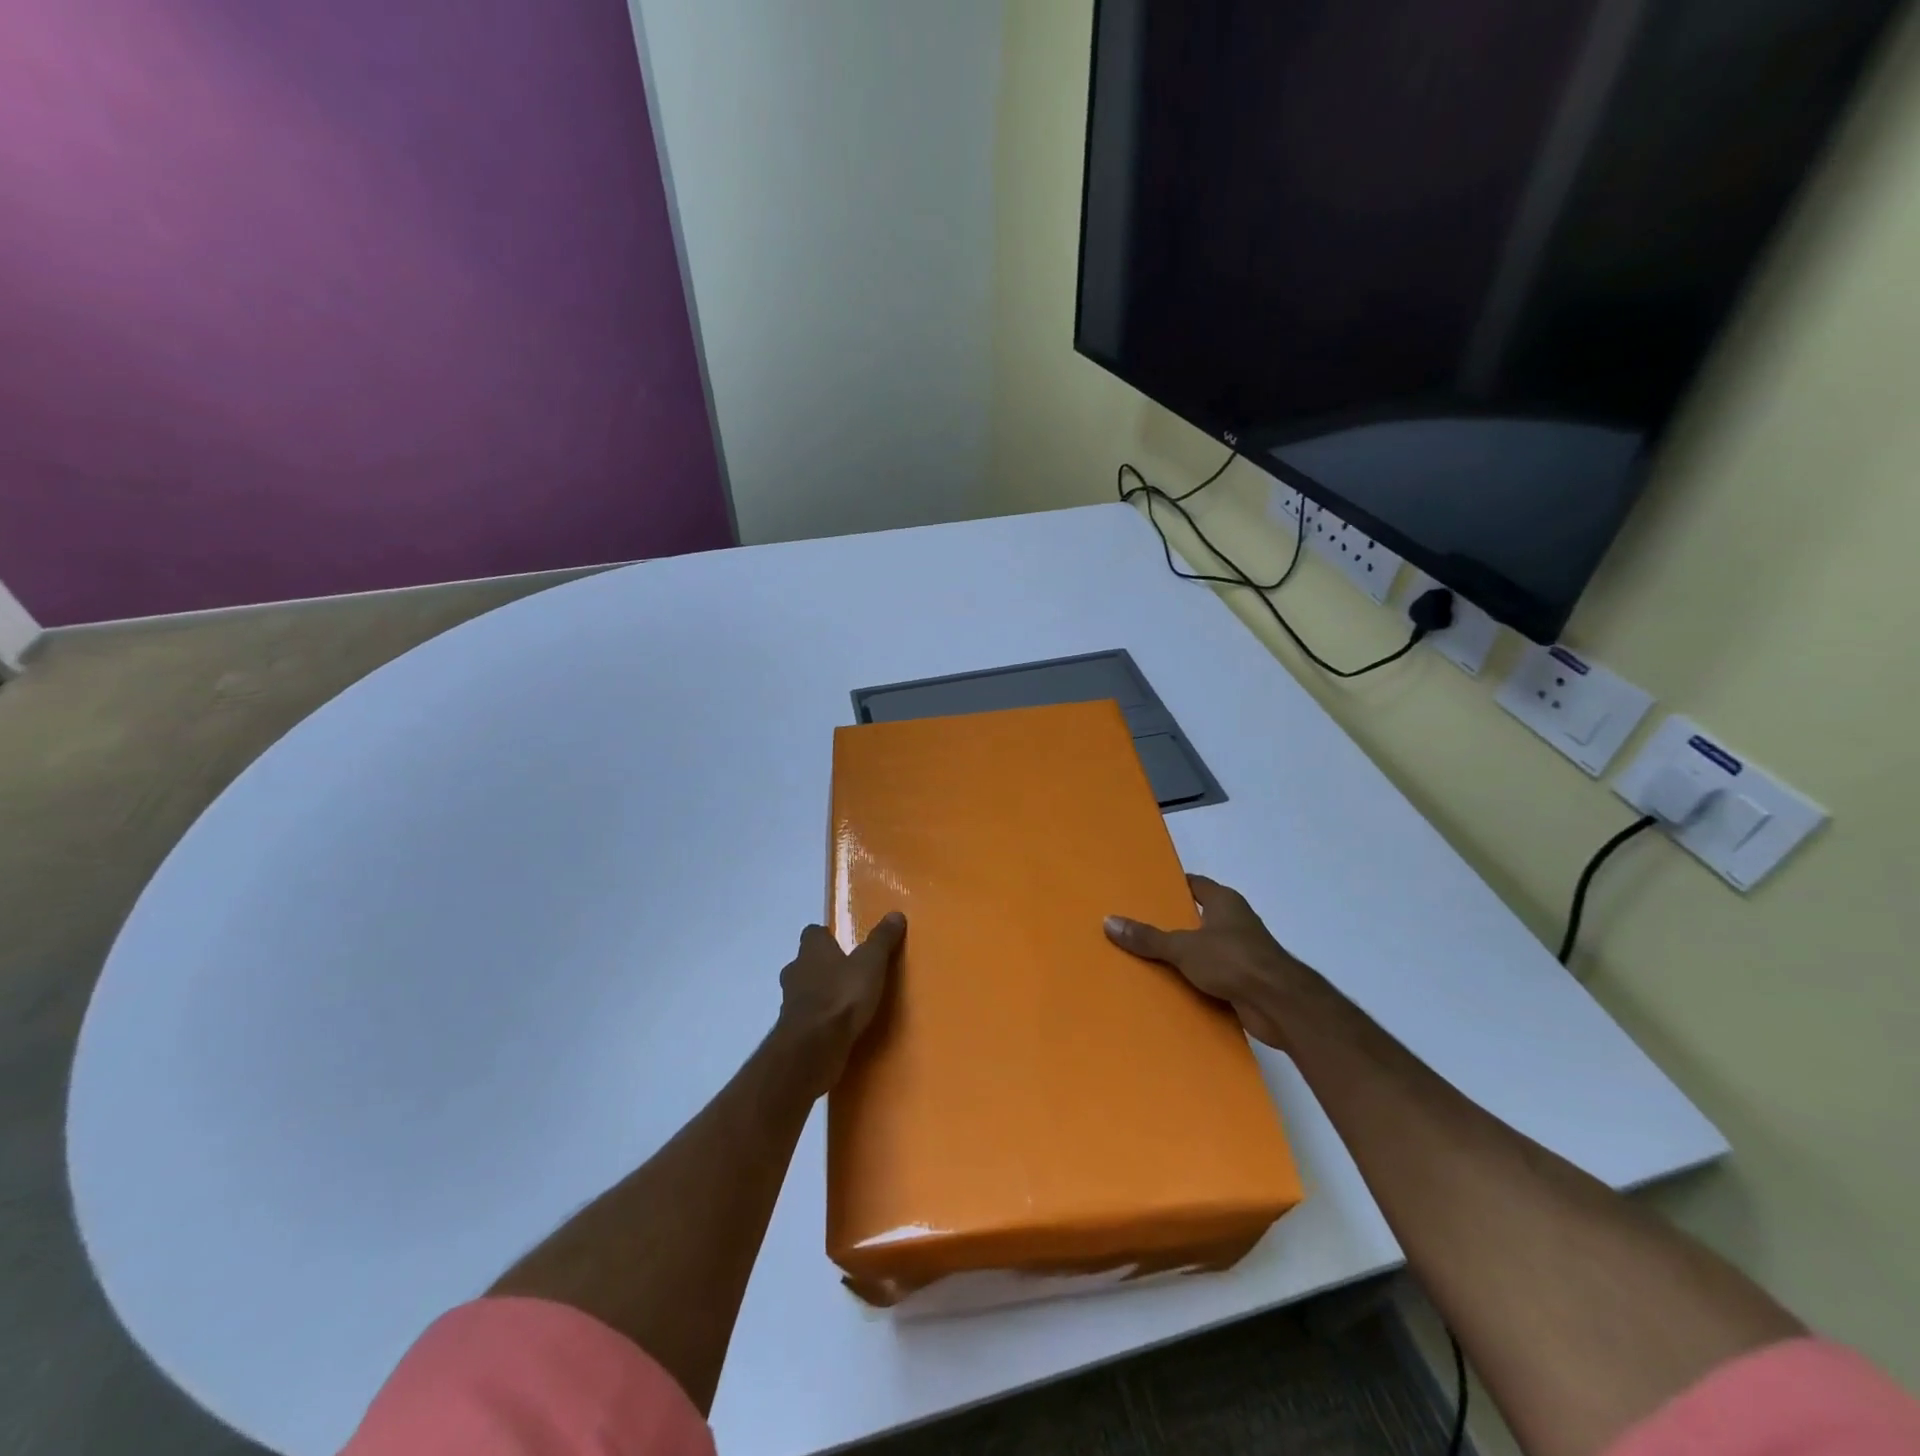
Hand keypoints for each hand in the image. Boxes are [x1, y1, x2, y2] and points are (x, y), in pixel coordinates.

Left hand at [775, 913, 906, 1094]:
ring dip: (819, 994)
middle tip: (847, 974)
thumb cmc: (842, 996)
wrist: (813, 1048)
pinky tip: (836, 1028)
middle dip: (823, 967)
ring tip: (844, 1003)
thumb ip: (882, 940)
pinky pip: (806, 1019)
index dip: (827, 936)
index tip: (844, 943)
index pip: (813, 933)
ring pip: (804, 991)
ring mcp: (789, 1003)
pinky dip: (818, 1021)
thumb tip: (895, 913)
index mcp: (812, 950)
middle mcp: (795, 971)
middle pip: (806, 962)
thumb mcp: (871, 963)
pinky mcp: (792, 1032)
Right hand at [1105, 876, 1312, 1048]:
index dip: (1172, 886)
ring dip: (1183, 955)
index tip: (1145, 891)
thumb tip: (1109, 921)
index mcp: (1224, 902)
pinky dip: (1195, 981)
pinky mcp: (1245, 981)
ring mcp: (1242, 952)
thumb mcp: (1182, 947)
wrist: (1280, 1004)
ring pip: (1204, 948)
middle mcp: (1235, 922)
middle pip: (1197, 917)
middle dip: (1171, 923)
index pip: (1195, 884)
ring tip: (1146, 958)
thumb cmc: (1233, 960)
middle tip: (1136, 926)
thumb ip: (1147, 937)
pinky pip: (1212, 976)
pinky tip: (1170, 988)